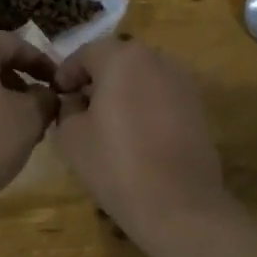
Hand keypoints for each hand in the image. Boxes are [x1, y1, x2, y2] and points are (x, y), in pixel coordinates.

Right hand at [54, 38, 230, 242]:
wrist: (178, 203)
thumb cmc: (115, 164)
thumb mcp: (71, 136)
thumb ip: (67, 108)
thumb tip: (75, 101)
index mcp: (122, 58)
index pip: (86, 53)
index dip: (67, 73)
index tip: (58, 94)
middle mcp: (157, 59)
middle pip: (118, 60)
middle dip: (97, 78)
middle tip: (80, 106)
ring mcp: (183, 82)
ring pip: (143, 77)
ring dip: (123, 91)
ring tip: (108, 121)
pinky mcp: (198, 106)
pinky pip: (162, 96)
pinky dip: (146, 105)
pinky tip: (136, 134)